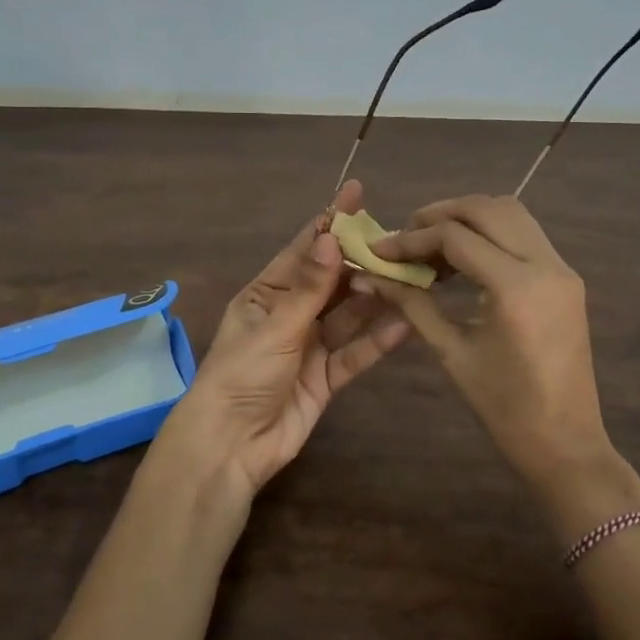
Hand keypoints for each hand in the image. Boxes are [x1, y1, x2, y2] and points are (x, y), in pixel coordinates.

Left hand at [147, 179, 411, 507]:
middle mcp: (290, 314)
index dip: (330, 222)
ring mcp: (309, 347)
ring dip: (374, 299)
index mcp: (266, 294)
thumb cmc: (242, 375)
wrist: (230, 446)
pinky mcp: (326, 379)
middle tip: (400, 243)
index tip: (357, 194)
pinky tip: (404, 325)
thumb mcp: (275, 326)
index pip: (304, 250)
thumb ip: (309, 287)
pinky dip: (376, 342)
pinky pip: (355, 354)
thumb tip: (332, 237)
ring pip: (348, 316)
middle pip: (332, 282)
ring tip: (409, 278)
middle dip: (361, 263)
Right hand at [357, 195, 639, 521]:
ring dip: (468, 217)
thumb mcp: (451, 353)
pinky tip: (462, 259)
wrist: (566, 444)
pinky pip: (525, 235)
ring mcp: (562, 269)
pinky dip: (490, 233)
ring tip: (431, 243)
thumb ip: (412, 304)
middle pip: (488, 208)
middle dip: (441, 214)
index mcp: (516, 288)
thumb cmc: (504, 408)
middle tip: (406, 236)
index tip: (380, 249)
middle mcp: (546, 265)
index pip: (456, 237)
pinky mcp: (566, 278)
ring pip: (511, 213)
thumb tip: (371, 276)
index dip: (412, 238)